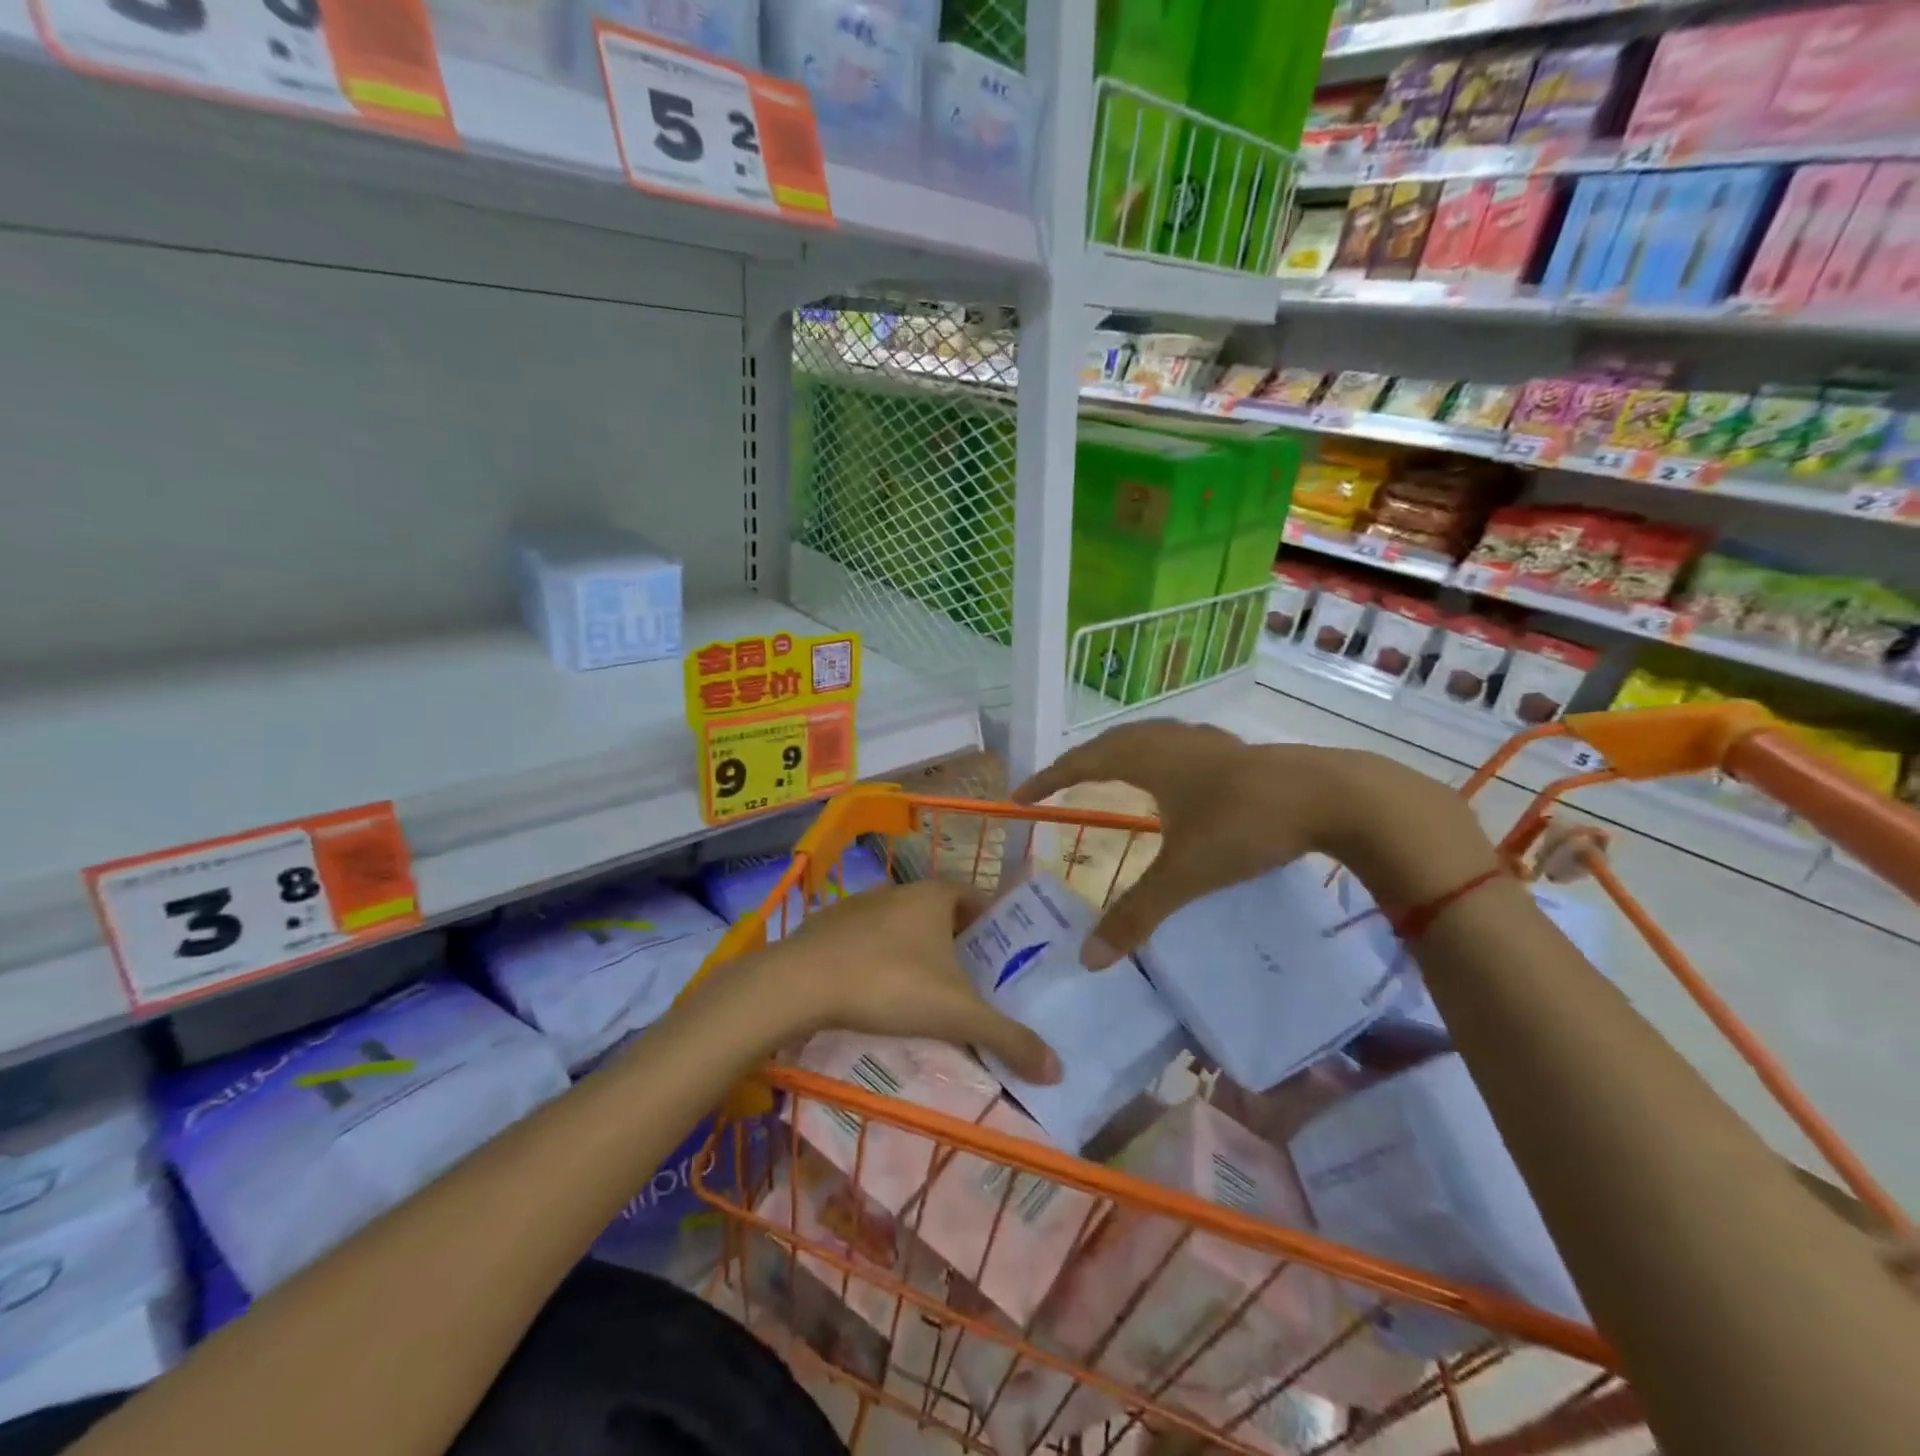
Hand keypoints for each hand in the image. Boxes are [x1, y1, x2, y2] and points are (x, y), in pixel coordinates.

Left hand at [774, 880, 1061, 1083]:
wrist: (800, 982)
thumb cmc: (890, 984)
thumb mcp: (957, 1014)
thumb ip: (1008, 1038)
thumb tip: (1057, 1070)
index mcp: (935, 895)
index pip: (979, 898)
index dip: (996, 925)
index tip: (1006, 958)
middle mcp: (900, 891)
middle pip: (942, 914)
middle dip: (959, 945)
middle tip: (973, 983)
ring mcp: (860, 905)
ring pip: (903, 927)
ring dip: (918, 953)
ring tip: (928, 994)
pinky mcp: (828, 926)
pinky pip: (868, 940)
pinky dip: (880, 960)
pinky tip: (878, 993)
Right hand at [1014, 721, 1493, 966]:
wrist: (1333, 795)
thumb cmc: (1246, 825)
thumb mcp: (1186, 873)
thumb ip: (1136, 914)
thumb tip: (1088, 958)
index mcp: (1148, 759)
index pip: (1080, 763)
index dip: (1047, 779)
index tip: (1020, 796)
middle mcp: (1169, 740)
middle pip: (1109, 742)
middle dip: (1077, 762)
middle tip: (1056, 784)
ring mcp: (1205, 741)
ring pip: (1146, 738)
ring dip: (1117, 753)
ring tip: (1105, 773)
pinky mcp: (1234, 750)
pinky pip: (1175, 744)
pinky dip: (1155, 756)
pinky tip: (1172, 776)